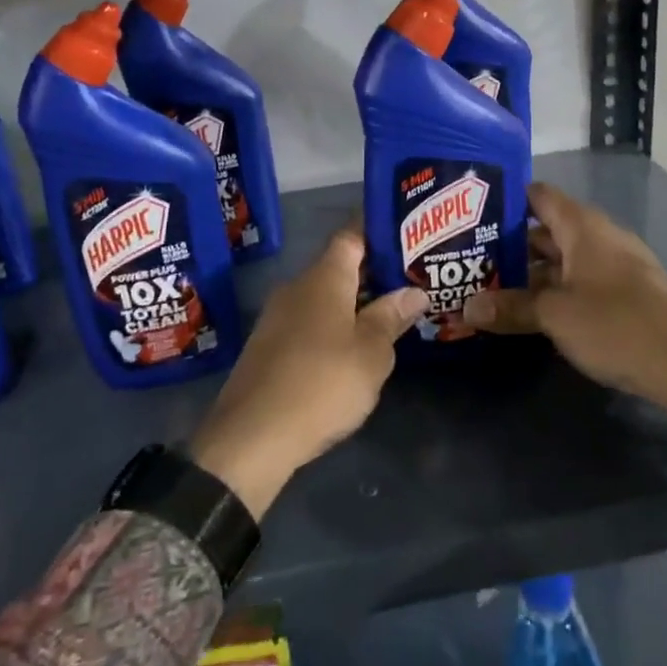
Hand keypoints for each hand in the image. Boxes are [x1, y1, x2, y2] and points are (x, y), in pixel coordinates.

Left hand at [189, 226, 428, 518]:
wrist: (251, 437)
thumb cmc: (321, 384)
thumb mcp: (371, 354)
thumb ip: (392, 318)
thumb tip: (414, 291)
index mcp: (323, 278)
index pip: (351, 235)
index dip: (377, 228)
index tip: (407, 231)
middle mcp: (297, 287)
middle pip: (339, 266)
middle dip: (374, 271)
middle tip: (412, 277)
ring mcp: (278, 317)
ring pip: (325, 297)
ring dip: (355, 301)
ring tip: (392, 312)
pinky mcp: (270, 346)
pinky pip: (310, 321)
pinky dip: (336, 324)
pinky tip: (356, 346)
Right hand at [464, 184, 666, 469]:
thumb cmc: (616, 325)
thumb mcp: (555, 316)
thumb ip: (511, 307)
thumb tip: (468, 308)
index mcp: (583, 227)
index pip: (539, 195)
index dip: (507, 200)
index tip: (473, 214)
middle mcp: (601, 237)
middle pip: (547, 230)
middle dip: (511, 245)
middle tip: (472, 258)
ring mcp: (617, 266)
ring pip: (564, 259)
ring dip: (532, 273)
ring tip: (491, 286)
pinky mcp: (627, 294)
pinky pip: (581, 281)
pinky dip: (555, 290)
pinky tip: (531, 311)